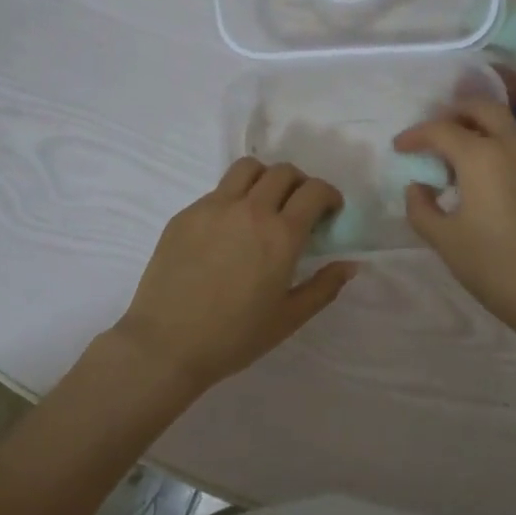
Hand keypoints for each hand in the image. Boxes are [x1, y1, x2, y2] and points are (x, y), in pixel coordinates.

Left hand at [113, 158, 355, 396]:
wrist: (166, 345)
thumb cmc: (234, 337)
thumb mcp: (289, 318)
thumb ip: (324, 287)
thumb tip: (349, 264)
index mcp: (280, 235)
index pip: (314, 190)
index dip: (328, 194)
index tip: (329, 210)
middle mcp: (250, 210)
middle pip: (283, 172)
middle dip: (300, 184)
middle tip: (299, 207)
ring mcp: (213, 208)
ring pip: (247, 169)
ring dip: (265, 178)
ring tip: (264, 204)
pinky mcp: (186, 215)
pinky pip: (217, 191)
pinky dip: (234, 198)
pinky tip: (229, 230)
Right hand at [394, 101, 515, 342]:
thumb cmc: (495, 268)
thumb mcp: (445, 240)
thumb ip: (421, 207)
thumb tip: (419, 187)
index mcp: (483, 156)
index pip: (442, 130)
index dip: (416, 135)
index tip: (400, 148)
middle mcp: (515, 145)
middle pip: (482, 108)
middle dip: (453, 113)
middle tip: (433, 133)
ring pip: (507, 124)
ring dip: (479, 127)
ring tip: (459, 155)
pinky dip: (500, 145)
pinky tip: (490, 175)